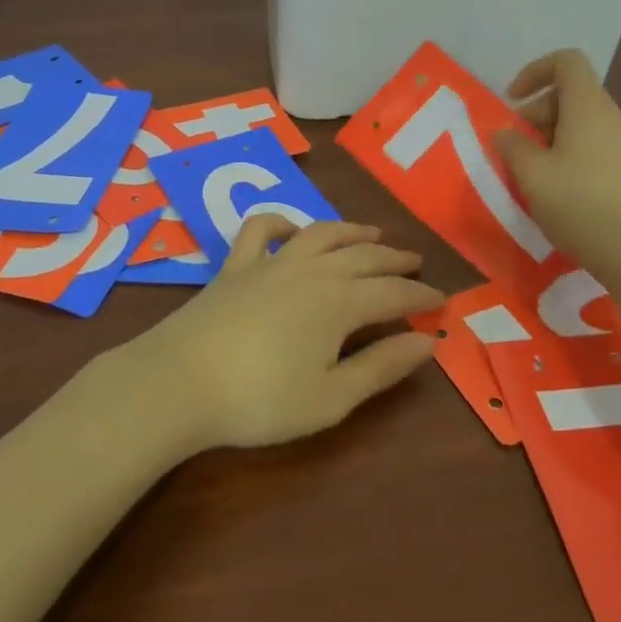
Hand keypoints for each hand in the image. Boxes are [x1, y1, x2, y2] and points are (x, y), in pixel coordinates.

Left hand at [128, 217, 442, 449]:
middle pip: (363, 256)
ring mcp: (270, 262)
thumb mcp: (331, 397)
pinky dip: (282, 222)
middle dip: (394, 260)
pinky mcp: (236, 265)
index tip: (441, 300)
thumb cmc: (260, 399)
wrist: (179, 382)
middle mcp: (312, 270)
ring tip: (373, 233)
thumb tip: (429, 342)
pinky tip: (293, 231)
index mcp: (340, 302)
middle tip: (415, 262)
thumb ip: (382, 367)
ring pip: (321, 233)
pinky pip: (261, 229)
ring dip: (352, 231)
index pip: (394, 293)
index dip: (421, 297)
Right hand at [492, 49, 620, 274]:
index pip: (567, 61)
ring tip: (531, 173)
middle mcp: (612, 116)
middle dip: (536, 113)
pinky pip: (593, 143)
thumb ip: (511, 146)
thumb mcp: (531, 174)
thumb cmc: (580, 205)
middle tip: (514, 148)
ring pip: (580, 121)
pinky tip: (556, 189)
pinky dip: (568, 152)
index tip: (512, 101)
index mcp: (589, 107)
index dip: (535, 71)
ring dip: (549, 137)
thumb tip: (504, 133)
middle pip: (570, 94)